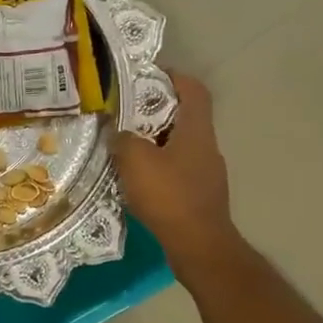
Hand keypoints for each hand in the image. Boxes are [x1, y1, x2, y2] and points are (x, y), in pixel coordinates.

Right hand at [112, 74, 240, 272]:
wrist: (199, 246)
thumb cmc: (170, 197)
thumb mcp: (136, 161)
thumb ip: (122, 139)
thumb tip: (115, 131)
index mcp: (196, 131)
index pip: (193, 90)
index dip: (174, 77)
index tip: (147, 76)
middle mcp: (207, 146)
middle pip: (184, 117)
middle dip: (155, 112)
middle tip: (124, 114)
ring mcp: (206, 173)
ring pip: (178, 145)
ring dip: (154, 142)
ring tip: (124, 146)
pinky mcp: (200, 195)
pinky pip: (177, 170)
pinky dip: (158, 167)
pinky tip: (136, 179)